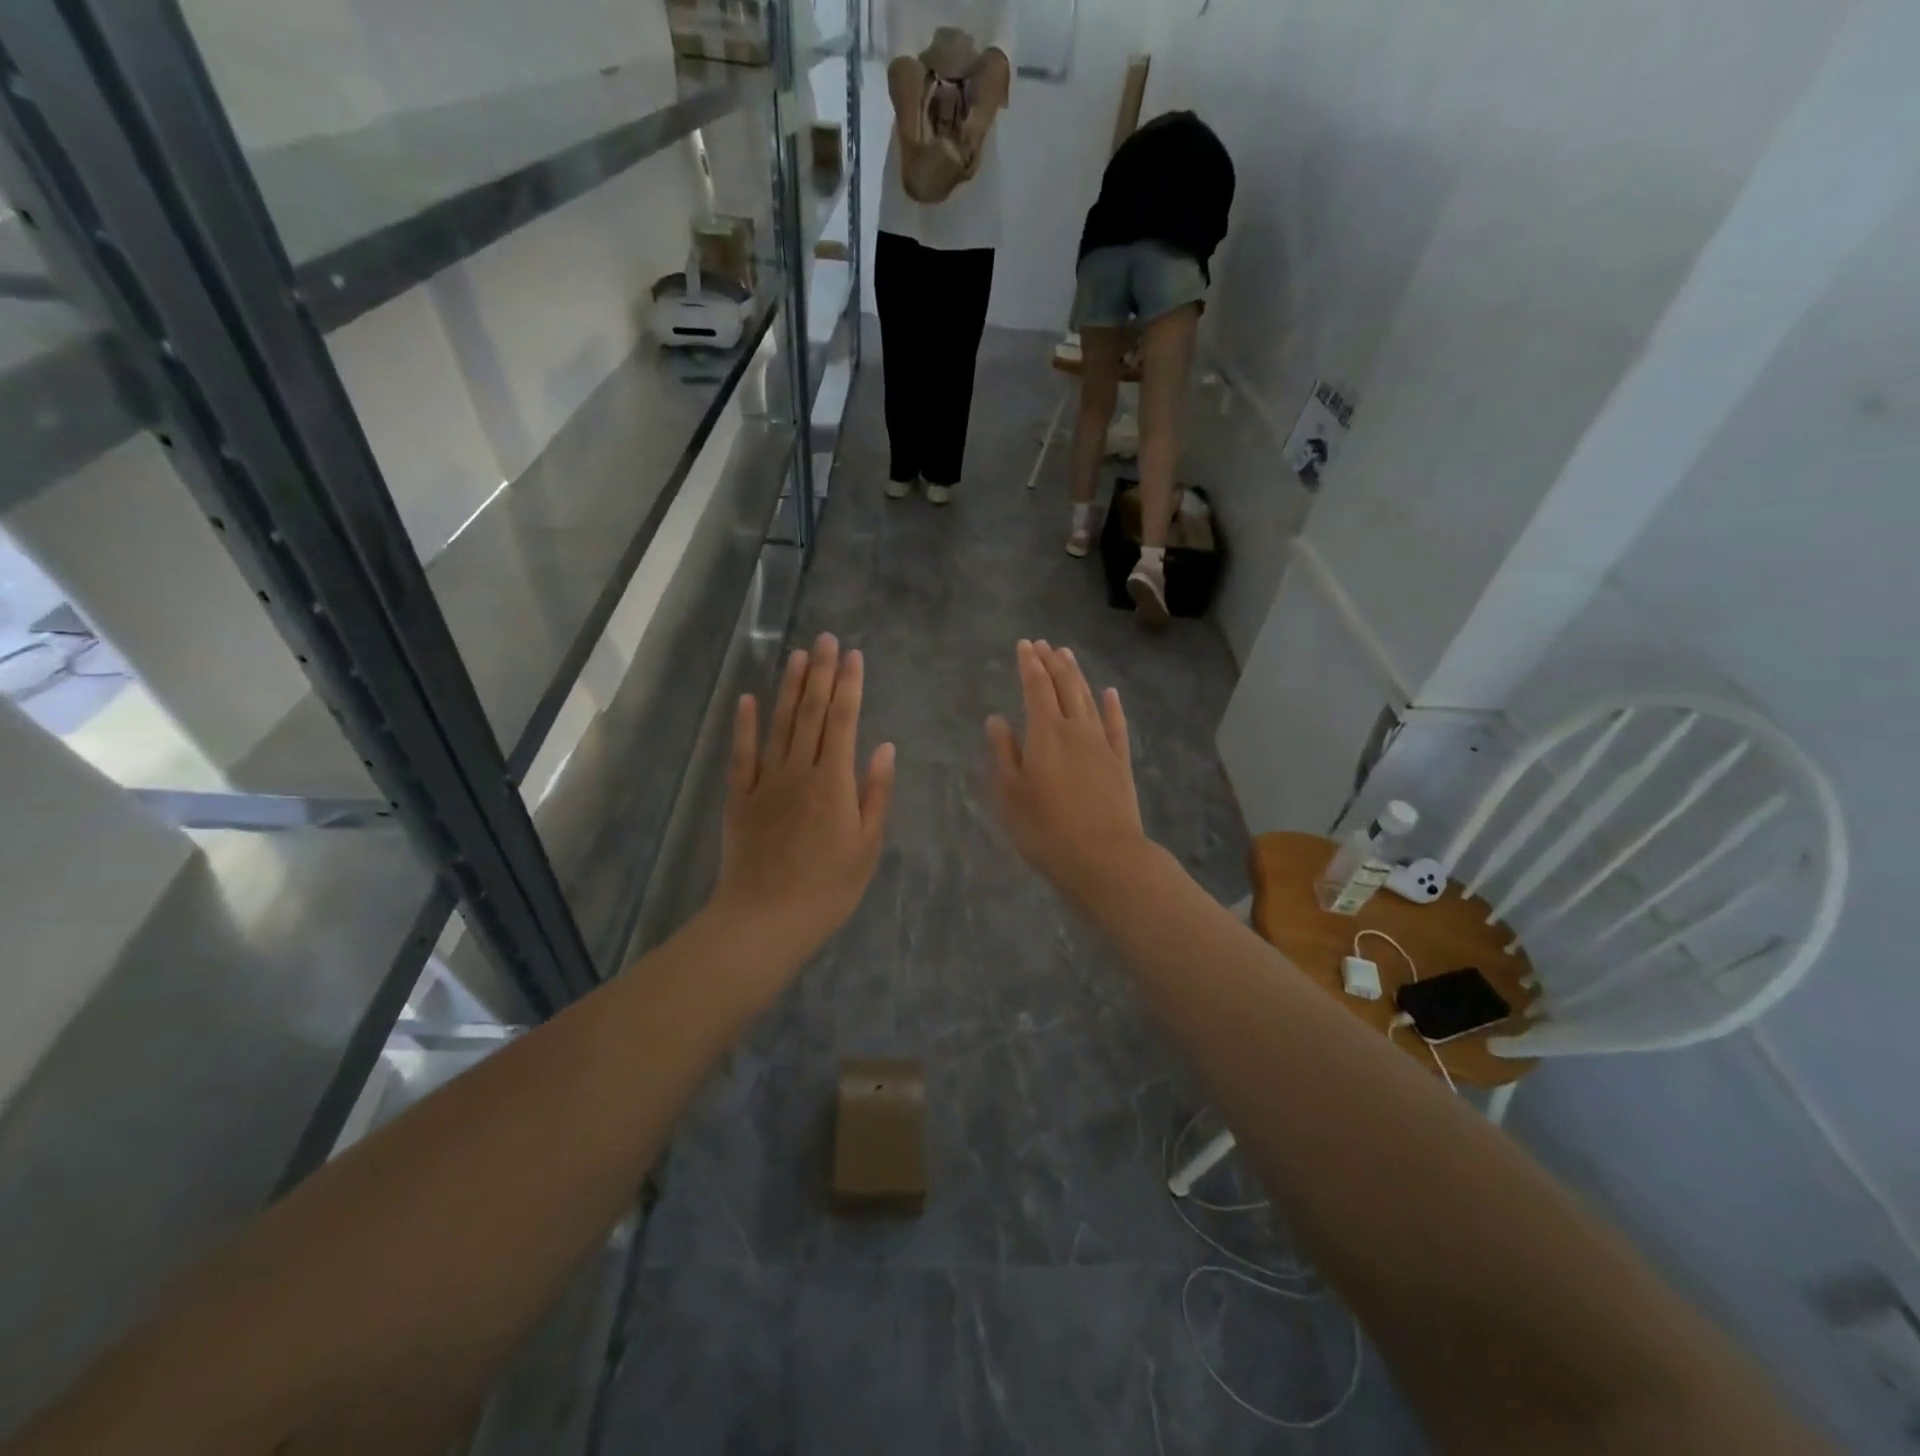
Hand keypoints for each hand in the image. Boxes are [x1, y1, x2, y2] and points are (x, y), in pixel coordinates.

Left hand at [712, 634, 895, 973]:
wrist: (766, 919)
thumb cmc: (828, 888)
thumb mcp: (867, 845)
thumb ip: (876, 793)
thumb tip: (884, 747)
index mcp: (835, 782)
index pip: (843, 721)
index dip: (849, 686)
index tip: (853, 655)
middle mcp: (799, 771)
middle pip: (810, 713)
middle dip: (820, 673)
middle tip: (825, 638)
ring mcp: (765, 782)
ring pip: (778, 724)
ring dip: (788, 687)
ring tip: (796, 655)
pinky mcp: (739, 797)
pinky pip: (741, 754)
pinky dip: (744, 725)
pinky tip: (747, 699)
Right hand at [987, 640, 1150, 903]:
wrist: (1104, 857)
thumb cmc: (1045, 829)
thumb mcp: (1010, 793)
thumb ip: (1003, 752)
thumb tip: (996, 719)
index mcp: (1045, 733)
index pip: (1036, 688)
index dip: (1029, 664)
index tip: (1024, 645)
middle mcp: (1076, 729)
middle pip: (1065, 686)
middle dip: (1053, 662)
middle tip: (1044, 644)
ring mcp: (1102, 744)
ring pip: (1089, 699)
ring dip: (1077, 675)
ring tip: (1068, 655)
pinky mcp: (1120, 762)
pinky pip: (1116, 725)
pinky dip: (1111, 706)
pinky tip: (1110, 693)